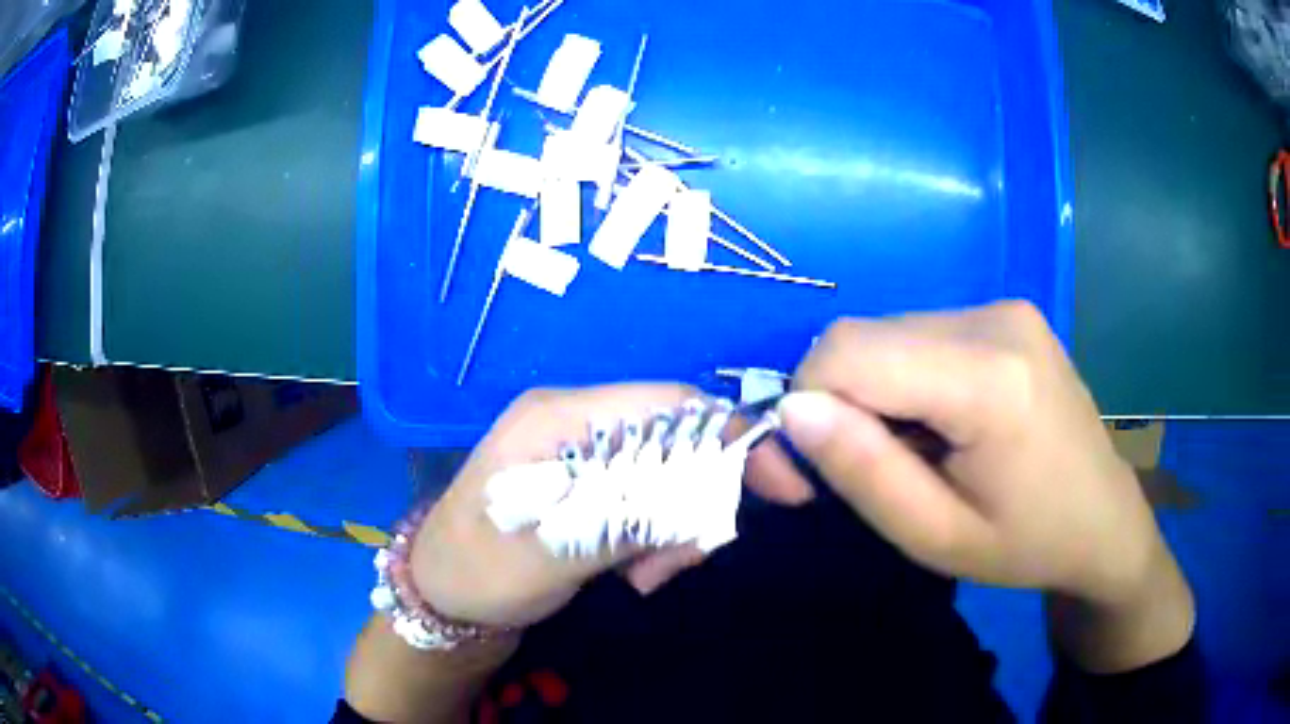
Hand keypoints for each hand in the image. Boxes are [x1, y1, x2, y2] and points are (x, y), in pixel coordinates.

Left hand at [410, 385, 812, 629]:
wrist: (439, 596)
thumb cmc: (480, 569)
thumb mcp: (554, 549)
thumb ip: (632, 515)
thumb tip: (711, 496)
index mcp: (560, 416)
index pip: (669, 405)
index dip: (733, 437)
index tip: (782, 487)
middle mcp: (576, 420)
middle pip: (677, 439)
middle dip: (697, 500)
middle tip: (679, 562)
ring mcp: (583, 452)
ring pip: (669, 473)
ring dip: (676, 526)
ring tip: (646, 576)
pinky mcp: (589, 483)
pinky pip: (649, 497)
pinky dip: (658, 534)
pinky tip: (634, 571)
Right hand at [774, 302, 1171, 607]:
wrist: (1104, 520)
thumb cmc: (1026, 545)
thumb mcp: (935, 537)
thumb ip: (863, 472)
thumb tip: (794, 409)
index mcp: (990, 380)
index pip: (849, 352)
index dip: (805, 403)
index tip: (809, 470)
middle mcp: (996, 319)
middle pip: (866, 339)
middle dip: (838, 404)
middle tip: (859, 472)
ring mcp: (1005, 308)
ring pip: (888, 336)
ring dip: (874, 394)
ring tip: (915, 452)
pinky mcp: (1006, 313)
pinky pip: (920, 335)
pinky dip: (906, 380)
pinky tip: (940, 424)